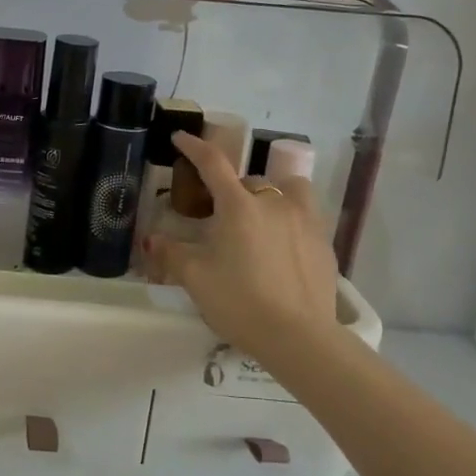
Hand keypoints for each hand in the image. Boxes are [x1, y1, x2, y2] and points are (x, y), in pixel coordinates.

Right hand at [147, 131, 340, 361]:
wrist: (299, 337)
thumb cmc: (240, 302)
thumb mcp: (195, 278)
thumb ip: (170, 253)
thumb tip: (150, 238)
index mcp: (239, 206)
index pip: (213, 163)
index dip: (194, 147)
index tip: (180, 138)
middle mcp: (274, 203)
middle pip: (249, 180)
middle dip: (231, 190)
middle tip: (218, 214)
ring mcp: (305, 220)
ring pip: (287, 189)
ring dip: (270, 194)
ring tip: (260, 217)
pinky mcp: (324, 241)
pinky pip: (305, 215)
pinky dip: (290, 218)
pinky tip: (281, 246)